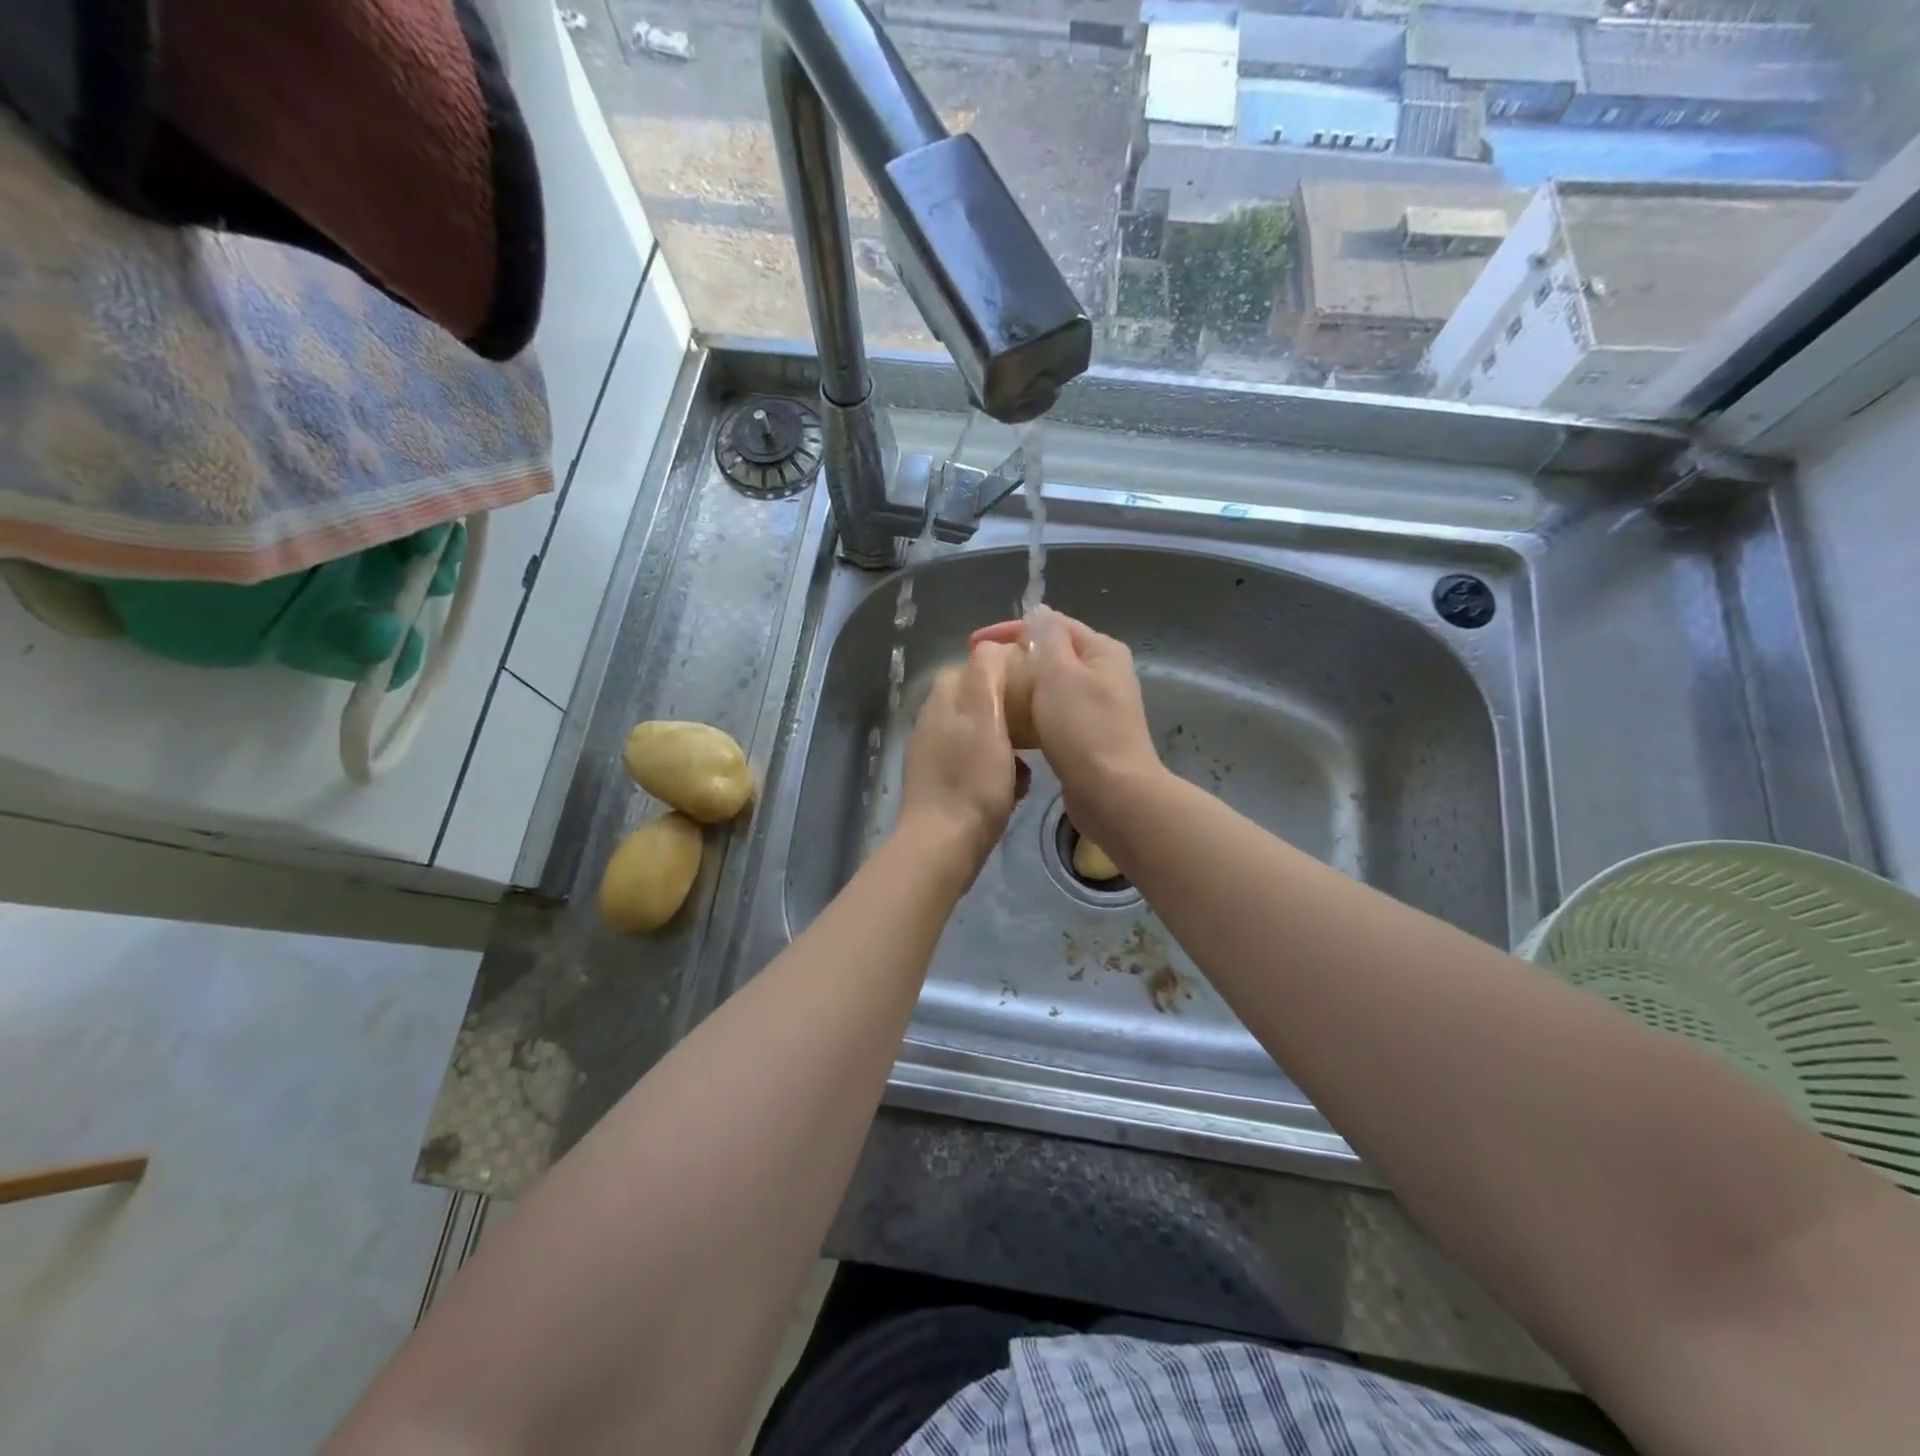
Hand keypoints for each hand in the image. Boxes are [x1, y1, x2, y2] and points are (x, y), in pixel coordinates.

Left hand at [894, 650, 1024, 889]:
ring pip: (979, 738)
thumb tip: (989, 645)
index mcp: (942, 703)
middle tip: (1035, 729)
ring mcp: (933, 758)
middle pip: (975, 704)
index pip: (970, 669)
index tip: (1030, 686)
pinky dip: (996, 773)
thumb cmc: (972, 780)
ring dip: (1005, 747)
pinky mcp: (940, 787)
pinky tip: (1014, 791)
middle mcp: (932, 725)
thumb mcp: (986, 718)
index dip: (1001, 673)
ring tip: (1028, 765)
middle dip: (1007, 714)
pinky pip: (974, 767)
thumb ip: (986, 676)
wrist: (943, 845)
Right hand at [970, 608, 1161, 848]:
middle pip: (1051, 654)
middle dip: (1014, 659)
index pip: (1051, 624)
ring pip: (1050, 687)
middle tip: (978, 672)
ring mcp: (1097, 706)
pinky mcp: (1087, 736)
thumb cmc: (1084, 729)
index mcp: (1101, 650)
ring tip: (989, 698)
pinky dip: (1030, 715)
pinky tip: (1009, 727)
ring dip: (1020, 689)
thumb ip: (1047, 639)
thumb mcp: (1060, 674)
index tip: (971, 645)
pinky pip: (1052, 715)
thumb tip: (1037, 613)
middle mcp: (1103, 673)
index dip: (1009, 629)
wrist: (1114, 794)